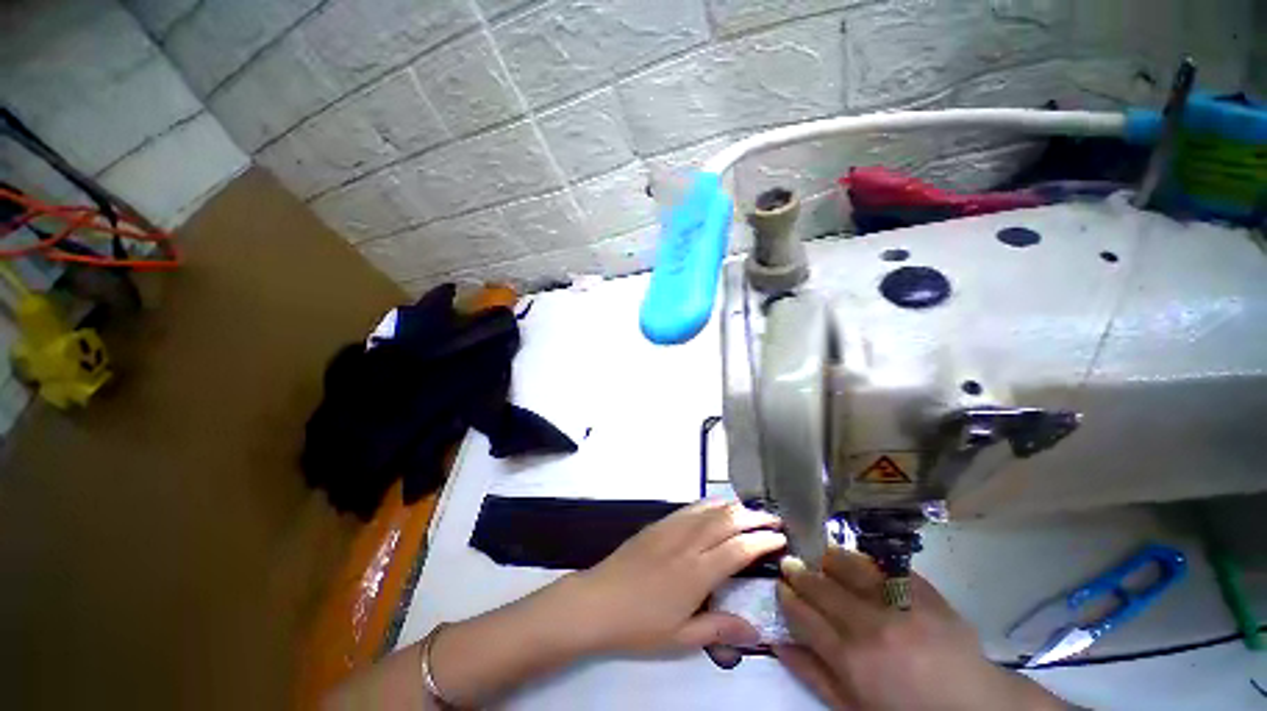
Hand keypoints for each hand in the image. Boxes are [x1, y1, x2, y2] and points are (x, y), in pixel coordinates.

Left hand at [561, 499, 785, 655]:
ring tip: (751, 510)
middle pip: (727, 521)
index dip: (762, 541)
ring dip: (734, 506)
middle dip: (754, 517)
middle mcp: (688, 543)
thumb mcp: (681, 638)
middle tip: (774, 519)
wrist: (597, 601)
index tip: (781, 538)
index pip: (739, 549)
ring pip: (709, 509)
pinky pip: (690, 508)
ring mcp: (671, 529)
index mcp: (697, 572)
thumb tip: (756, 632)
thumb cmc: (639, 625)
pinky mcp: (658, 524)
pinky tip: (716, 505)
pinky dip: (709, 504)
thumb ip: (719, 630)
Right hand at [776, 547, 1067, 710]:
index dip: (787, 597)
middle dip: (801, 572)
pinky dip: (866, 560)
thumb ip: (815, 675)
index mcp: (851, 660)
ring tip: (818, 553)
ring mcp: (900, 606)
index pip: (804, 616)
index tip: (779, 585)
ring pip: (850, 568)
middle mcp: (870, 626)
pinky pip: (887, 567)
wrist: (975, 708)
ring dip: (829, 558)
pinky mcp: (925, 593)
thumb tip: (778, 643)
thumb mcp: (855, 709)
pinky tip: (856, 558)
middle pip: (822, 588)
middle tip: (790, 562)